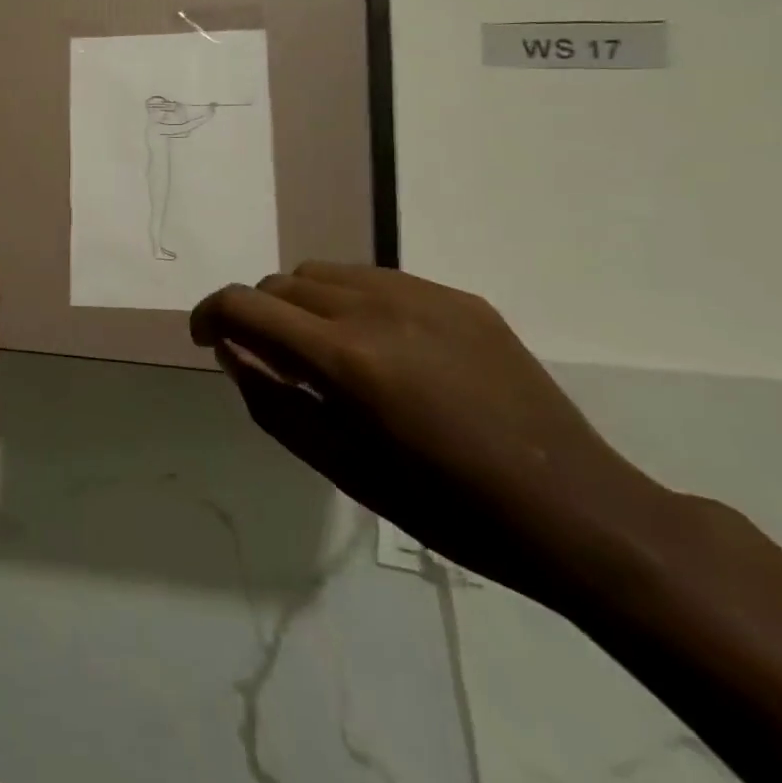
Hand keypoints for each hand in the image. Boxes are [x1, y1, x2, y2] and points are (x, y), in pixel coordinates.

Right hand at [191, 263, 671, 602]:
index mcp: (345, 359)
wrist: (574, 510)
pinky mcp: (458, 297)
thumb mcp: (340, 467)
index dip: (209, 314)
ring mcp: (422, 296)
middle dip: (259, 314)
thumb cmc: (446, 507)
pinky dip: (352, 301)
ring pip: (324, 272)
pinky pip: (376, 278)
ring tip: (326, 351)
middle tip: (274, 361)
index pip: (244, 305)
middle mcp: (376, 309)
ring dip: (302, 303)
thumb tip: (230, 351)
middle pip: (281, 283)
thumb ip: (270, 402)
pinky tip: (381, 346)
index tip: (206, 337)